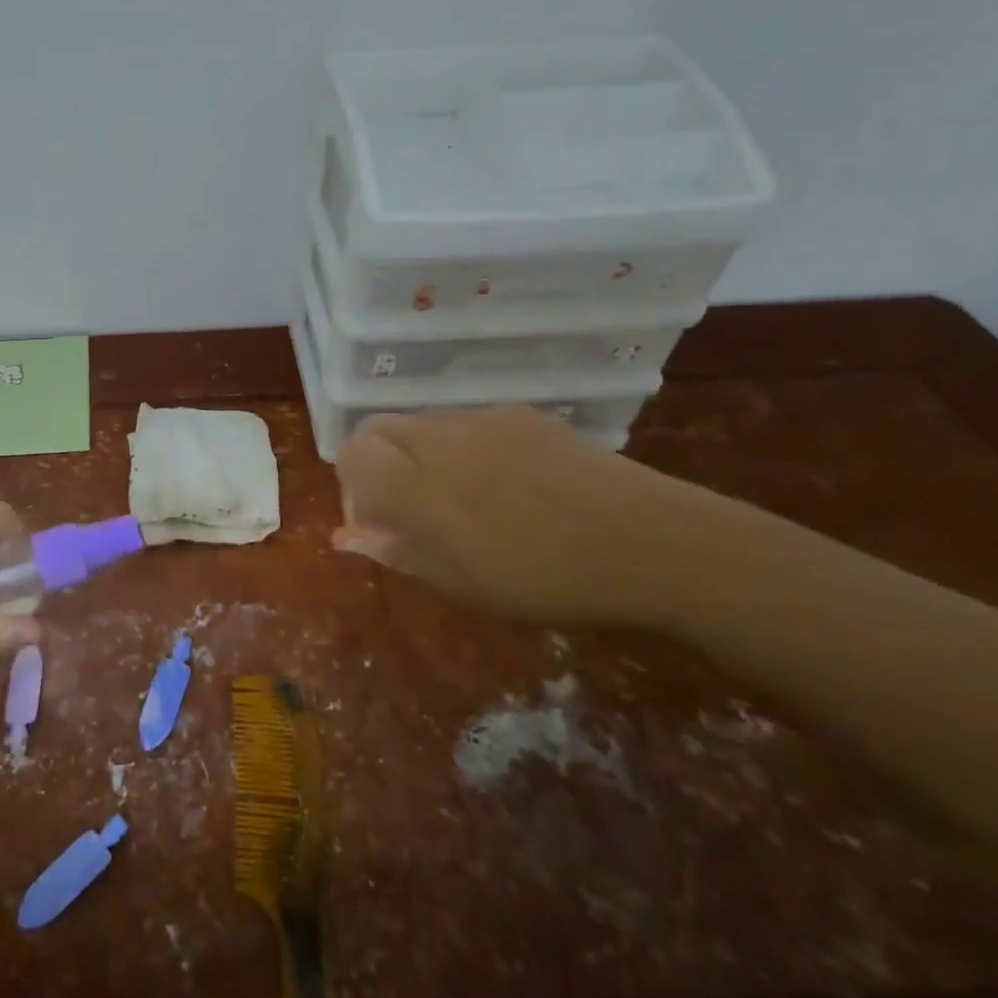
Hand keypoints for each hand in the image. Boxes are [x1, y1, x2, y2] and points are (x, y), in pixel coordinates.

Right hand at [333, 407, 673, 628]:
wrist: (650, 542)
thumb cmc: (547, 580)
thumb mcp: (463, 584)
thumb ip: (397, 551)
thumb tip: (346, 536)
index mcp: (417, 485)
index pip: (351, 455)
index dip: (353, 487)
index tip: (382, 522)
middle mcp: (438, 438)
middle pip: (377, 428)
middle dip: (378, 463)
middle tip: (411, 508)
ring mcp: (481, 419)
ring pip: (420, 423)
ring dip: (418, 453)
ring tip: (465, 498)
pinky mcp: (519, 412)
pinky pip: (466, 421)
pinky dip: (461, 445)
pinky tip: (506, 481)